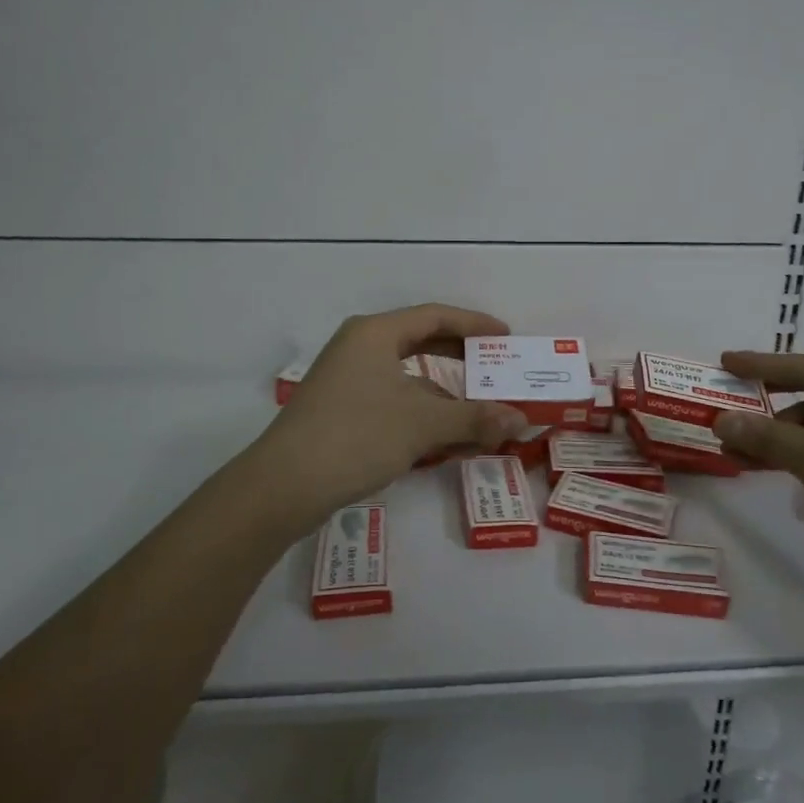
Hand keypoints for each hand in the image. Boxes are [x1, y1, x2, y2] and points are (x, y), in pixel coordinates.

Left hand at [251, 304, 527, 524]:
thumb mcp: (422, 425)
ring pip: (407, 374)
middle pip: (420, 340)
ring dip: (444, 392)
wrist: (282, 486)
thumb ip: (474, 418)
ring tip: (478, 409)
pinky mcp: (340, 408)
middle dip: (461, 355)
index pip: (435, 316)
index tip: (506, 336)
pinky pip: (393, 397)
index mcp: (375, 333)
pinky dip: (422, 411)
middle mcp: (359, 346)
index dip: (474, 324)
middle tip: (495, 366)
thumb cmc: (356, 436)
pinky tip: (444, 436)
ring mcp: (346, 378)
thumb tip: (520, 419)